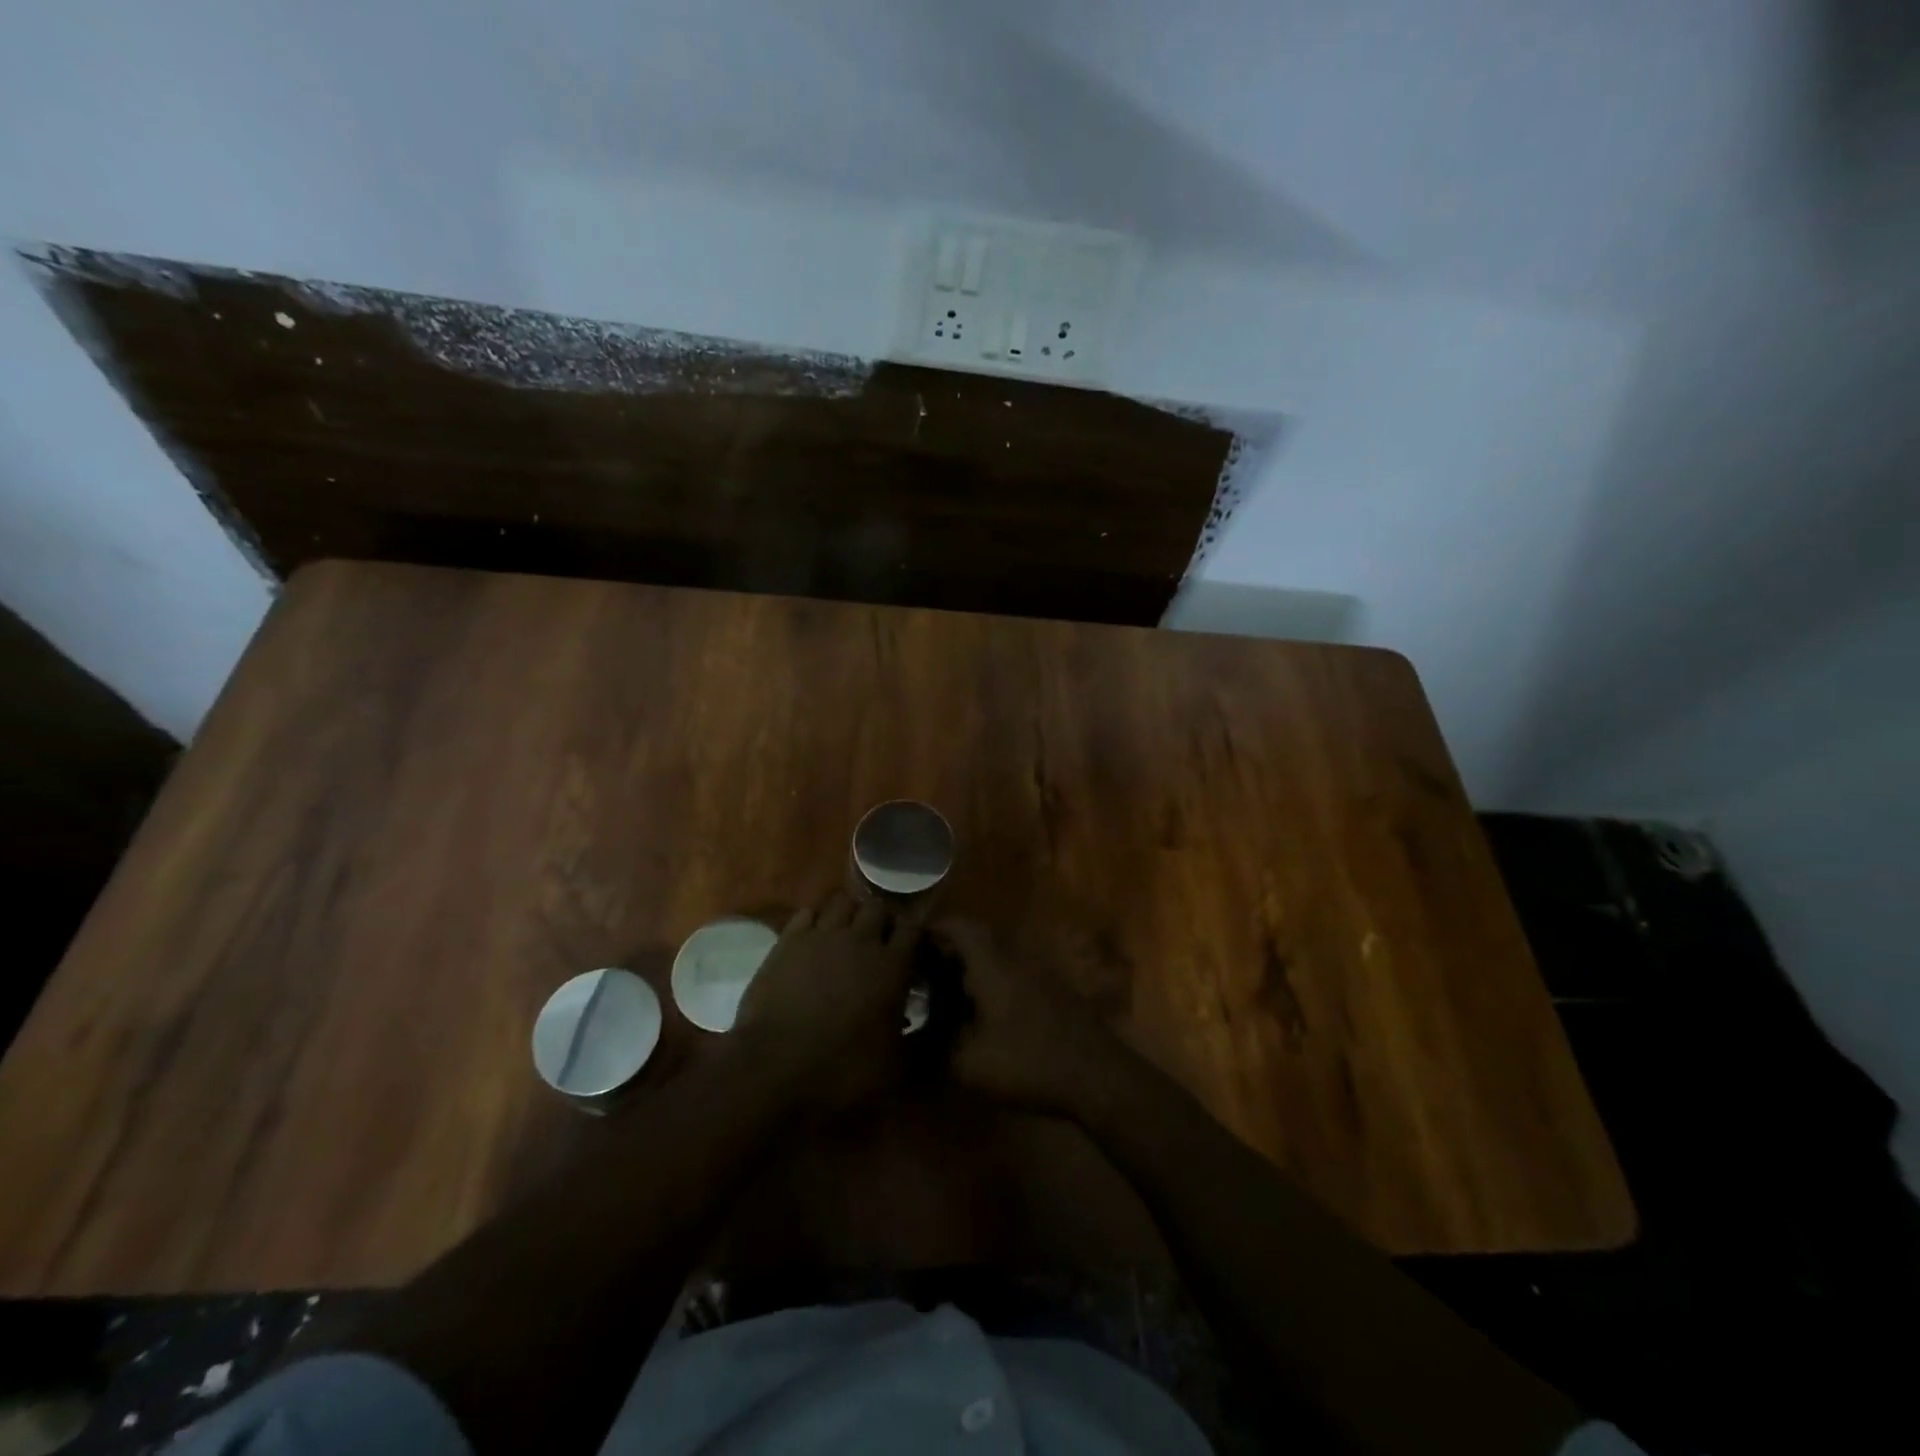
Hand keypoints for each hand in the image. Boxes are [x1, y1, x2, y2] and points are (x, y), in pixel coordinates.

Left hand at [732, 892, 920, 1110]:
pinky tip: (812, 938)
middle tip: (877, 941)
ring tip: (845, 933)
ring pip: (842, 901)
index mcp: (893, 966)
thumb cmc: (842, 1071)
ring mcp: (822, 935)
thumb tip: (922, 1021)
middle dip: (881, 919)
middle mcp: (861, 940)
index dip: (914, 934)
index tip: (911, 948)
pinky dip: (814, 919)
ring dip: (848, 913)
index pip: (913, 927)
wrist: (775, 1069)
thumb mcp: (895, 1063)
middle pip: (877, 907)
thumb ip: (914, 1034)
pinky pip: (807, 912)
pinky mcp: (788, 940)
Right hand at [930, 919, 1131, 1117]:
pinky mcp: (1051, 992)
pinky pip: (1011, 974)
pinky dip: (990, 984)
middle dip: (947, 951)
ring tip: (944, 995)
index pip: (958, 927)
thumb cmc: (1027, 1061)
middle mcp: (1014, 958)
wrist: (1095, 1075)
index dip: (933, 929)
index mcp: (991, 963)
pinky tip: (980, 1014)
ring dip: (970, 969)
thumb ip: (936, 1046)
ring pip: (995, 958)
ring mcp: (1037, 973)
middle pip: (977, 939)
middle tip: (921, 973)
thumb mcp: (969, 1063)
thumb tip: (914, 1038)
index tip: (910, 944)